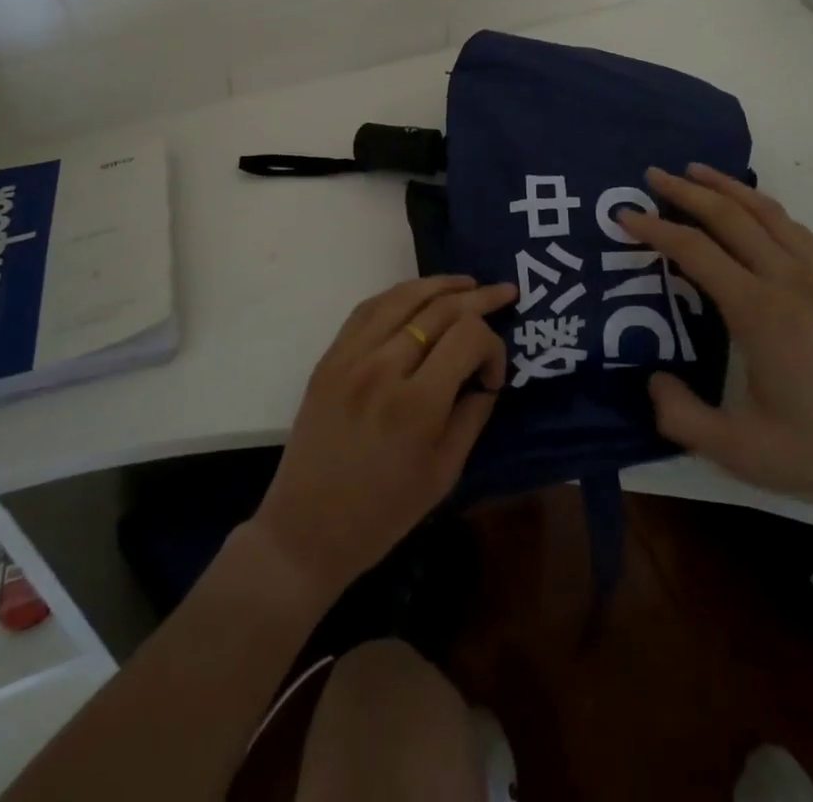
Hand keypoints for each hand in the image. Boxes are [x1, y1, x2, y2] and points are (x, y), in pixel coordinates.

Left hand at [252, 275, 514, 600]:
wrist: (306, 529)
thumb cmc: (383, 513)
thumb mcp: (444, 473)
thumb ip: (472, 416)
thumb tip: (486, 378)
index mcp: (417, 404)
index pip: (468, 337)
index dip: (493, 347)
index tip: (493, 376)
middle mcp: (383, 367)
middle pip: (440, 308)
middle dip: (480, 298)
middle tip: (506, 292)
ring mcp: (351, 357)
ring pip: (403, 296)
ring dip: (440, 284)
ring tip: (467, 282)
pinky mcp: (330, 357)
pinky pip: (368, 309)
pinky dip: (398, 294)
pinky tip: (418, 294)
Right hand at [619, 165, 812, 511]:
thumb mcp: (740, 451)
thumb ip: (683, 417)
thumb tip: (652, 381)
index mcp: (759, 311)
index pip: (696, 251)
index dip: (656, 229)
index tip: (625, 215)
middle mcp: (788, 280)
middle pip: (730, 216)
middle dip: (687, 191)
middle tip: (653, 175)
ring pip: (766, 212)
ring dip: (727, 187)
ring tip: (696, 171)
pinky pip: (794, 228)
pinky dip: (763, 207)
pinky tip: (751, 210)